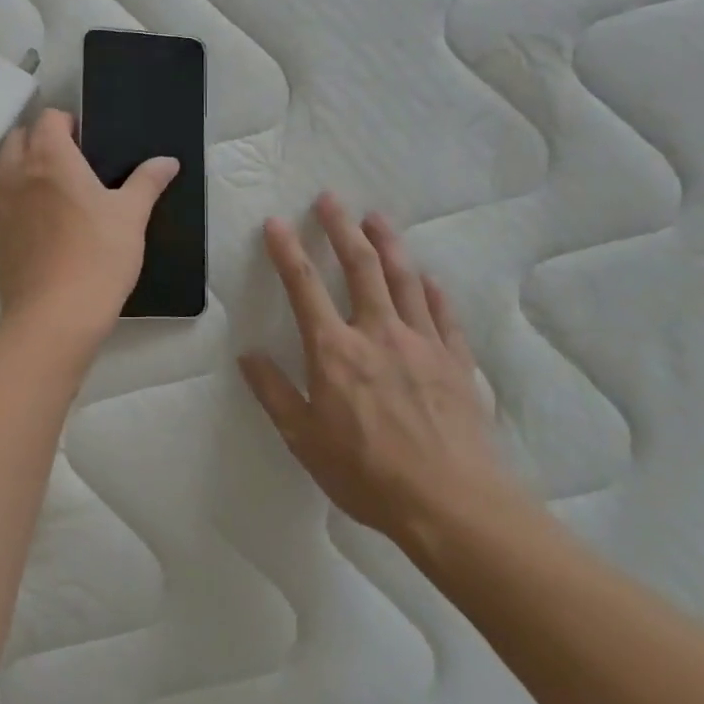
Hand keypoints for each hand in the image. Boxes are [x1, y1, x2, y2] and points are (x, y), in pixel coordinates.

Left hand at [0, 109, 178, 343]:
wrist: (54, 316)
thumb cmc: (98, 257)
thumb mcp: (131, 216)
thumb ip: (147, 181)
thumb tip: (168, 160)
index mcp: (49, 158)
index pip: (48, 119)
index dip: (67, 123)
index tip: (88, 143)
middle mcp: (16, 173)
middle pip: (19, 137)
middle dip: (40, 139)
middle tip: (72, 163)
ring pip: (4, 167)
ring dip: (24, 166)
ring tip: (55, 190)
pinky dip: (15, 196)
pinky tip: (41, 221)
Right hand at [240, 193, 526, 561]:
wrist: (451, 504)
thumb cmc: (367, 474)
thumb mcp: (304, 439)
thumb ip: (274, 393)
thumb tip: (248, 355)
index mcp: (335, 351)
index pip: (304, 286)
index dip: (287, 251)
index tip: (276, 223)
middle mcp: (378, 333)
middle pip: (360, 267)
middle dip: (341, 228)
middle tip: (330, 199)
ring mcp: (422, 343)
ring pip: (404, 279)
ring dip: (388, 244)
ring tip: (377, 218)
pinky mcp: (456, 361)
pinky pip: (443, 314)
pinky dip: (432, 290)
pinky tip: (427, 278)